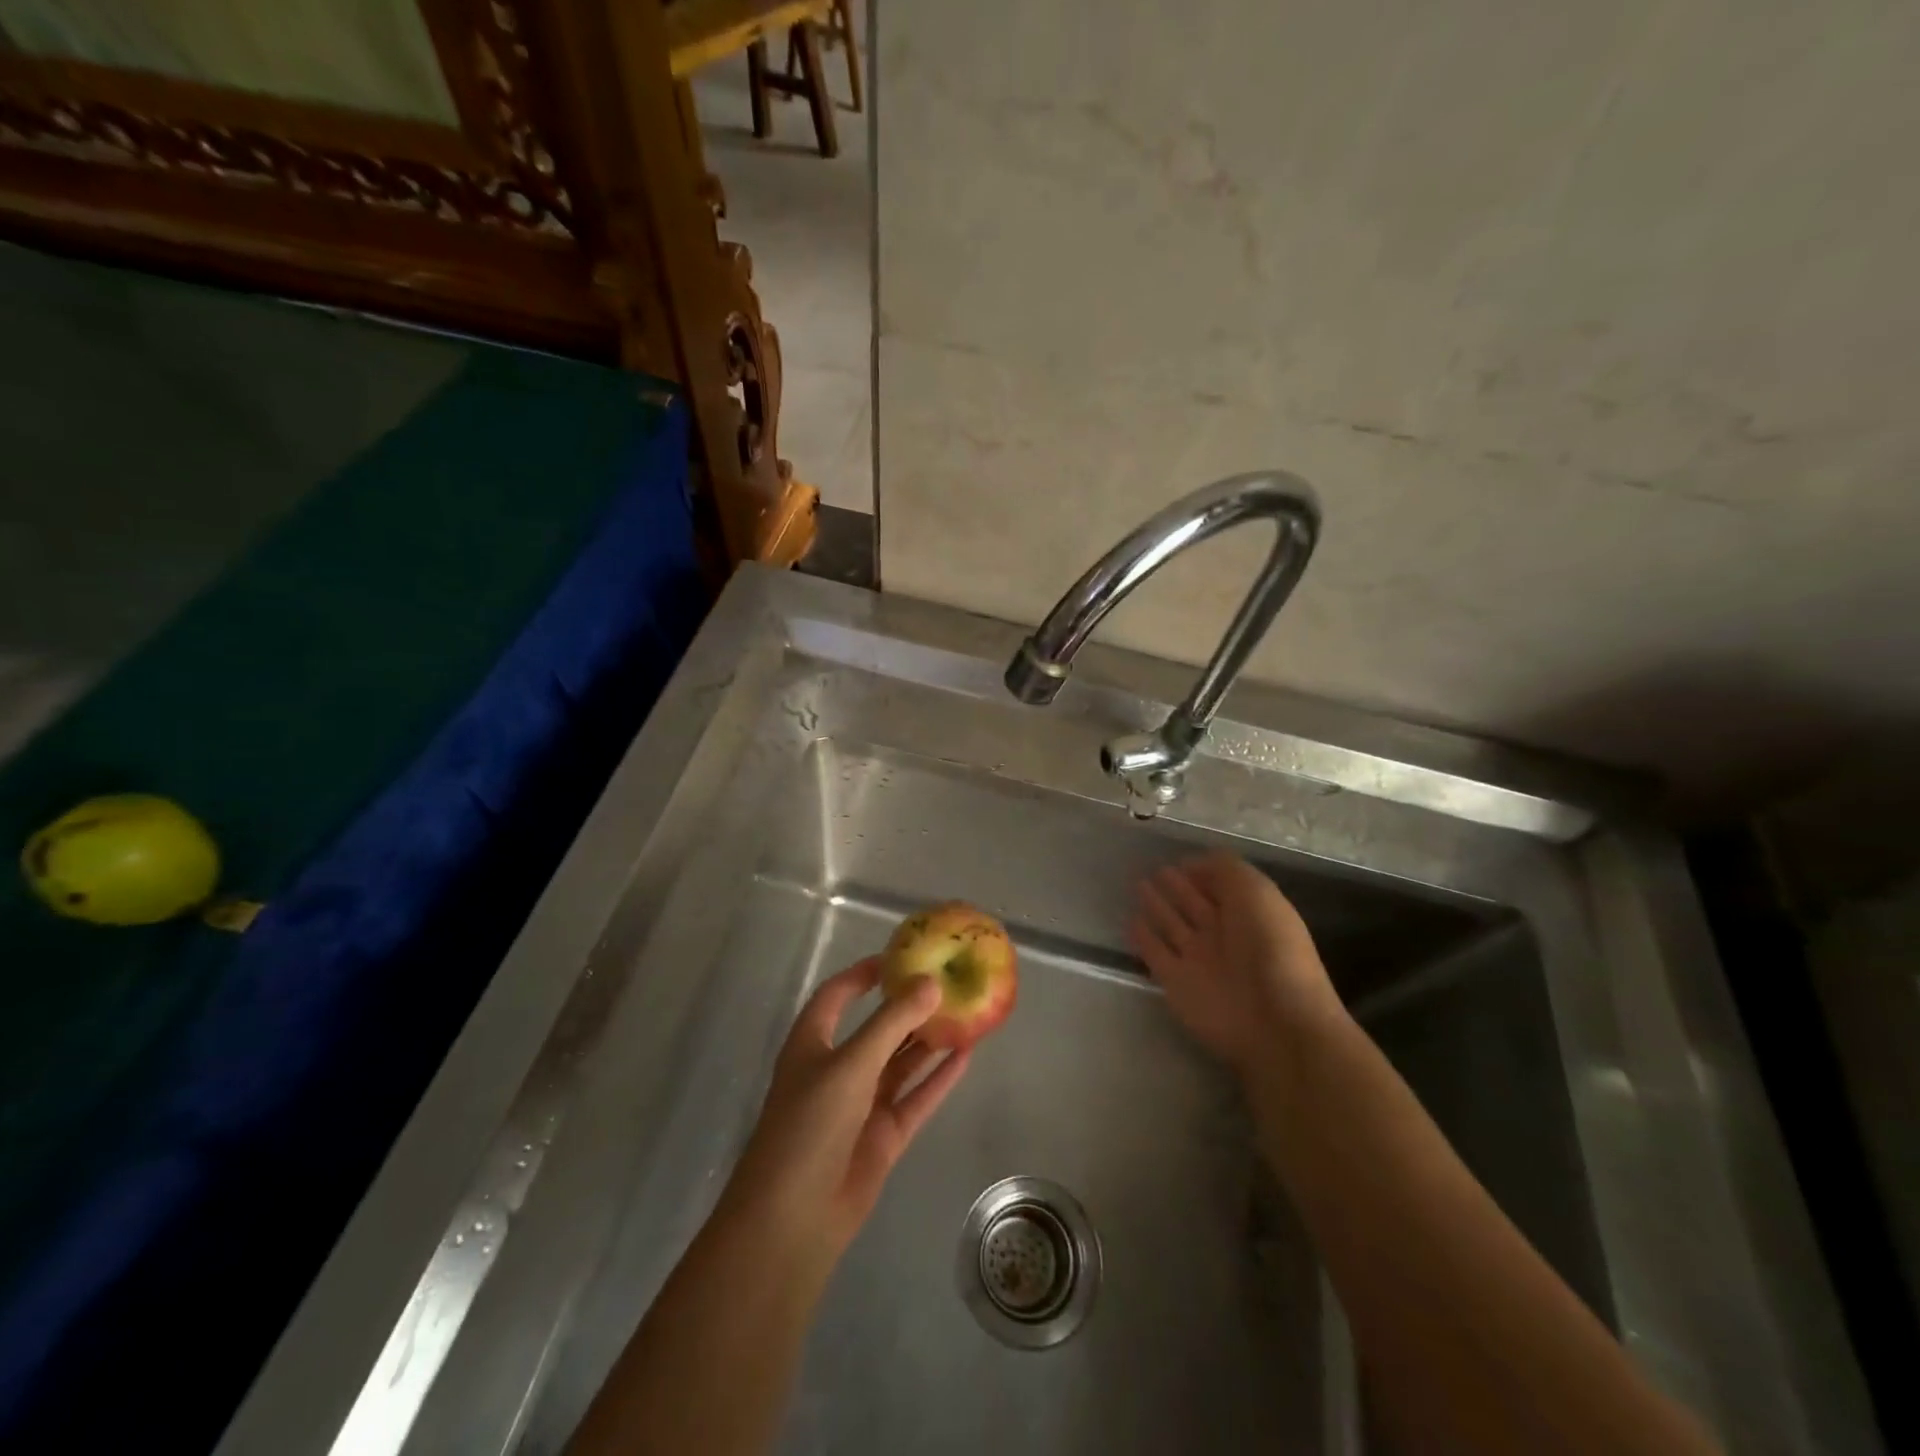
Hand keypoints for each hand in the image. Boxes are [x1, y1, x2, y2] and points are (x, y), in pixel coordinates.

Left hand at [718, 957, 970, 1278]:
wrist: (794, 1219)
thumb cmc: (810, 1126)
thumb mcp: (851, 1064)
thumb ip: (892, 1023)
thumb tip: (931, 982)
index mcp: (812, 1044)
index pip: (837, 996)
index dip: (863, 974)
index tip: (899, 956)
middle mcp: (836, 1069)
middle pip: (876, 1028)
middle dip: (907, 1007)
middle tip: (947, 983)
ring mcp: (861, 1104)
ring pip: (900, 1062)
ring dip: (928, 1041)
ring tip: (965, 1013)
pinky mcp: (883, 1135)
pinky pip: (915, 1097)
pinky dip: (937, 1078)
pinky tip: (966, 1057)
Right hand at [1129, 853, 1345, 1077]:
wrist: (1273, 1020)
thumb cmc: (1271, 948)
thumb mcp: (1257, 892)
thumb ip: (1226, 870)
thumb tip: (1195, 862)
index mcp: (1249, 913)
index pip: (1222, 886)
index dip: (1203, 871)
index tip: (1180, 858)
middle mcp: (1224, 935)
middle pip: (1195, 904)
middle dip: (1178, 887)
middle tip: (1156, 869)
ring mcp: (1198, 960)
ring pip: (1173, 926)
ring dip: (1157, 906)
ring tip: (1138, 885)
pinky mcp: (1175, 982)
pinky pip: (1155, 953)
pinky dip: (1143, 938)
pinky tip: (1130, 920)